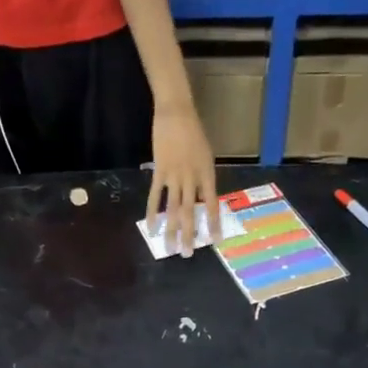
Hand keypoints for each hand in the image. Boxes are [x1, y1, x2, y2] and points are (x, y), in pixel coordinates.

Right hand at [147, 106, 217, 257]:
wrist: (176, 113)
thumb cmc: (194, 132)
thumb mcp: (206, 155)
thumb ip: (204, 178)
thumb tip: (201, 199)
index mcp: (207, 173)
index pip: (212, 204)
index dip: (213, 223)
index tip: (215, 240)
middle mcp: (192, 178)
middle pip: (191, 212)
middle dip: (189, 234)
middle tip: (187, 254)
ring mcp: (174, 176)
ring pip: (174, 209)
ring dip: (172, 230)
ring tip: (170, 248)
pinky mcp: (159, 172)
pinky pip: (156, 197)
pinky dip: (153, 213)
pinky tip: (152, 228)